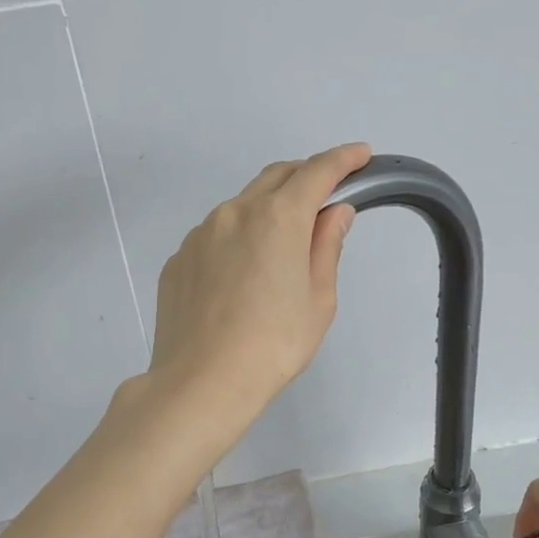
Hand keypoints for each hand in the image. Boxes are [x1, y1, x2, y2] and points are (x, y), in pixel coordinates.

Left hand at [148, 143, 370, 432]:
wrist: (201, 382)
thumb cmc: (273, 345)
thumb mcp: (318, 300)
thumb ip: (326, 247)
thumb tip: (333, 213)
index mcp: (277, 217)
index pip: (316, 172)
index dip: (342, 159)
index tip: (360, 155)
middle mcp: (234, 213)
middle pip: (275, 177)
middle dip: (304, 176)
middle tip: (325, 195)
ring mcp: (199, 235)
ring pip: (241, 206)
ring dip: (267, 210)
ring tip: (280, 246)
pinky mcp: (178, 260)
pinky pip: (214, 236)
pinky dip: (236, 238)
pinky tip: (240, 275)